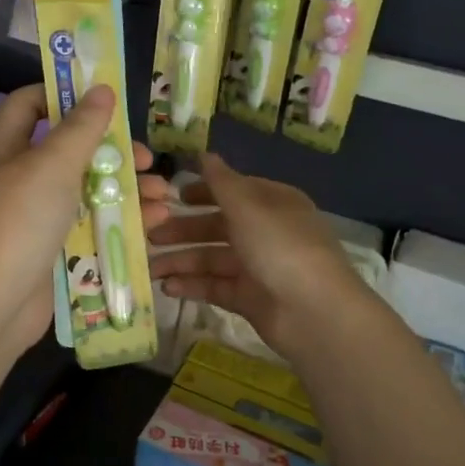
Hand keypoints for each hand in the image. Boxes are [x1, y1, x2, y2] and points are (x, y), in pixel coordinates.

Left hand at [0, 83, 170, 351]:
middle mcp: (21, 180)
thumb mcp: (52, 166)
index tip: (102, 99)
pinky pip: (92, 229)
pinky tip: (156, 224)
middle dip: (114, 152)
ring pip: (88, 193)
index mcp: (7, 150)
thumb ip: (81, 128)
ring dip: (128, 191)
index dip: (61, 94)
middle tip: (148, 159)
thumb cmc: (18, 222)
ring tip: (166, 196)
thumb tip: (101, 88)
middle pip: (71, 152)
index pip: (28, 104)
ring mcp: (38, 220)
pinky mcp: (55, 253)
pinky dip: (122, 223)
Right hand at [148, 153, 368, 363]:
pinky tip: (168, 287)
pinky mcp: (250, 299)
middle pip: (218, 227)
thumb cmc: (280, 247)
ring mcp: (258, 267)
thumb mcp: (248, 207)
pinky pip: (216, 286)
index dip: (203, 191)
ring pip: (213, 259)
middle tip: (150, 235)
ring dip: (182, 261)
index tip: (172, 196)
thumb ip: (221, 182)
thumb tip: (204, 153)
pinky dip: (193, 285)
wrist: (314, 312)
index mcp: (273, 204)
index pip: (234, 191)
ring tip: (150, 268)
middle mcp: (266, 233)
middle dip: (184, 230)